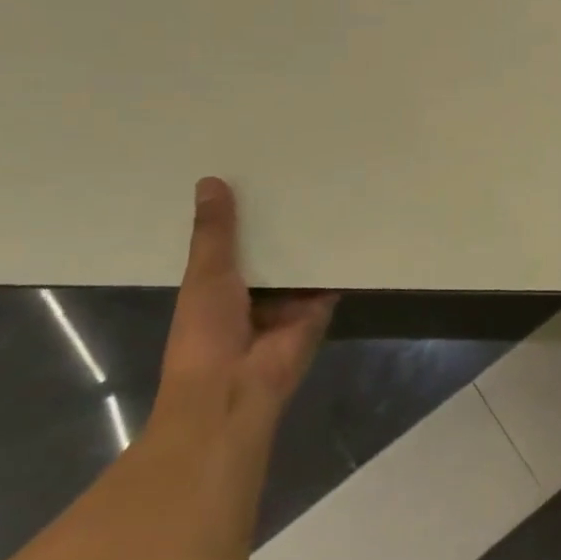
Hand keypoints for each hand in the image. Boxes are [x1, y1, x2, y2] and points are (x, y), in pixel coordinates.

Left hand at [157, 177, 336, 433]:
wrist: (235, 388)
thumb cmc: (205, 333)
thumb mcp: (205, 275)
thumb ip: (214, 232)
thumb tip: (210, 180)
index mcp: (216, 285)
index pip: (232, 241)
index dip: (241, 212)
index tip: (254, 174)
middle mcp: (253, 291)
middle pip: (271, 248)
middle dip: (282, 220)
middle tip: (301, 172)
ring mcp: (288, 301)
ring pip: (302, 261)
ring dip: (312, 235)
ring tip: (331, 187)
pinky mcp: (319, 307)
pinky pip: (331, 278)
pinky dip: (341, 258)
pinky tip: (355, 222)